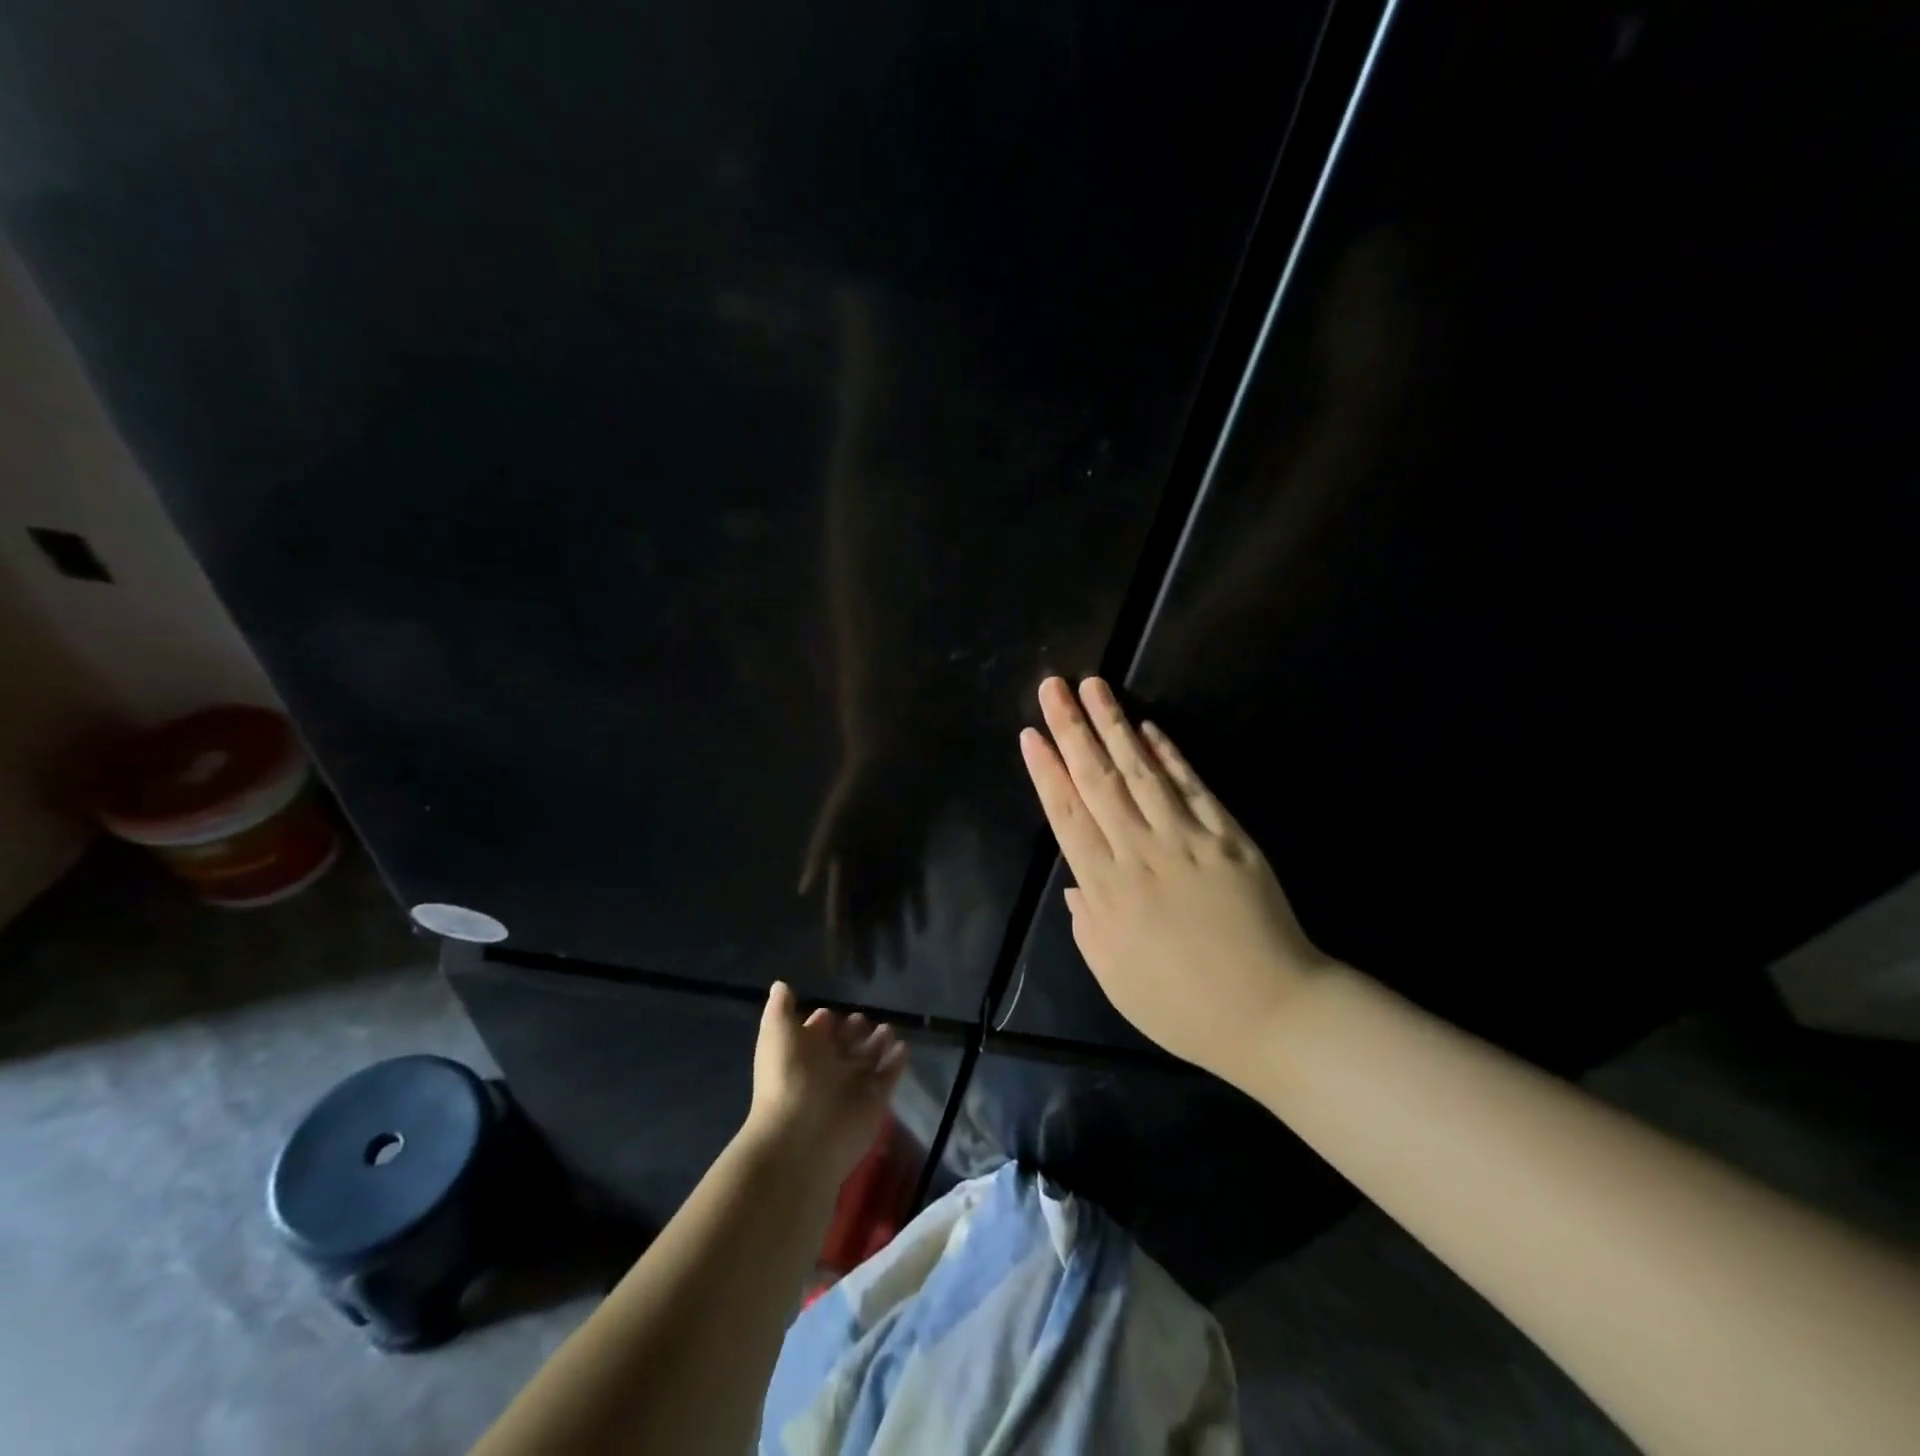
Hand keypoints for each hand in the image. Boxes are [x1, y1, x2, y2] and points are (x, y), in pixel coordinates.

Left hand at [743, 981, 906, 1184]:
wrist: (802, 1134)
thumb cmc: (787, 1077)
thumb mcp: (777, 1033)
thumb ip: (780, 1008)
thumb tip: (780, 985)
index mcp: (805, 1051)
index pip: (818, 1031)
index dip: (824, 1021)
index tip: (833, 1011)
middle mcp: (829, 1067)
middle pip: (846, 1043)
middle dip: (856, 1029)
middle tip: (865, 1019)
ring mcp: (853, 1085)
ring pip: (869, 1058)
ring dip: (879, 1042)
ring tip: (888, 1029)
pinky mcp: (875, 1101)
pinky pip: (889, 1076)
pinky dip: (896, 1062)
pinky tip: (903, 1047)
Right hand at [798, 748, 934, 974]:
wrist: (892, 763)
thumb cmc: (858, 791)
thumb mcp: (836, 820)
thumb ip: (821, 853)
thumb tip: (804, 889)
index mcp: (843, 864)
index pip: (840, 911)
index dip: (840, 939)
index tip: (839, 968)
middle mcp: (866, 870)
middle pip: (866, 916)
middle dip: (866, 946)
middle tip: (870, 979)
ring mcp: (889, 864)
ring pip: (890, 908)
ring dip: (892, 934)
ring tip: (896, 963)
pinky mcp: (911, 854)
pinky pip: (913, 887)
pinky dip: (916, 907)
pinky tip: (919, 928)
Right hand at [1018, 675, 1337, 1088]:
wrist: (1271, 1013)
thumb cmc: (1183, 1006)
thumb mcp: (1115, 978)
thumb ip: (1088, 926)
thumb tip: (1075, 885)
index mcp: (1107, 890)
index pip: (1067, 816)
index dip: (1047, 772)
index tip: (1031, 736)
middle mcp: (1140, 852)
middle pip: (1098, 781)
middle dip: (1071, 730)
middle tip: (1053, 689)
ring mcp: (1187, 839)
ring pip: (1141, 772)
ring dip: (1114, 725)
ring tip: (1094, 687)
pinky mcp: (1228, 837)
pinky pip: (1192, 787)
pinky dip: (1170, 754)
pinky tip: (1151, 727)